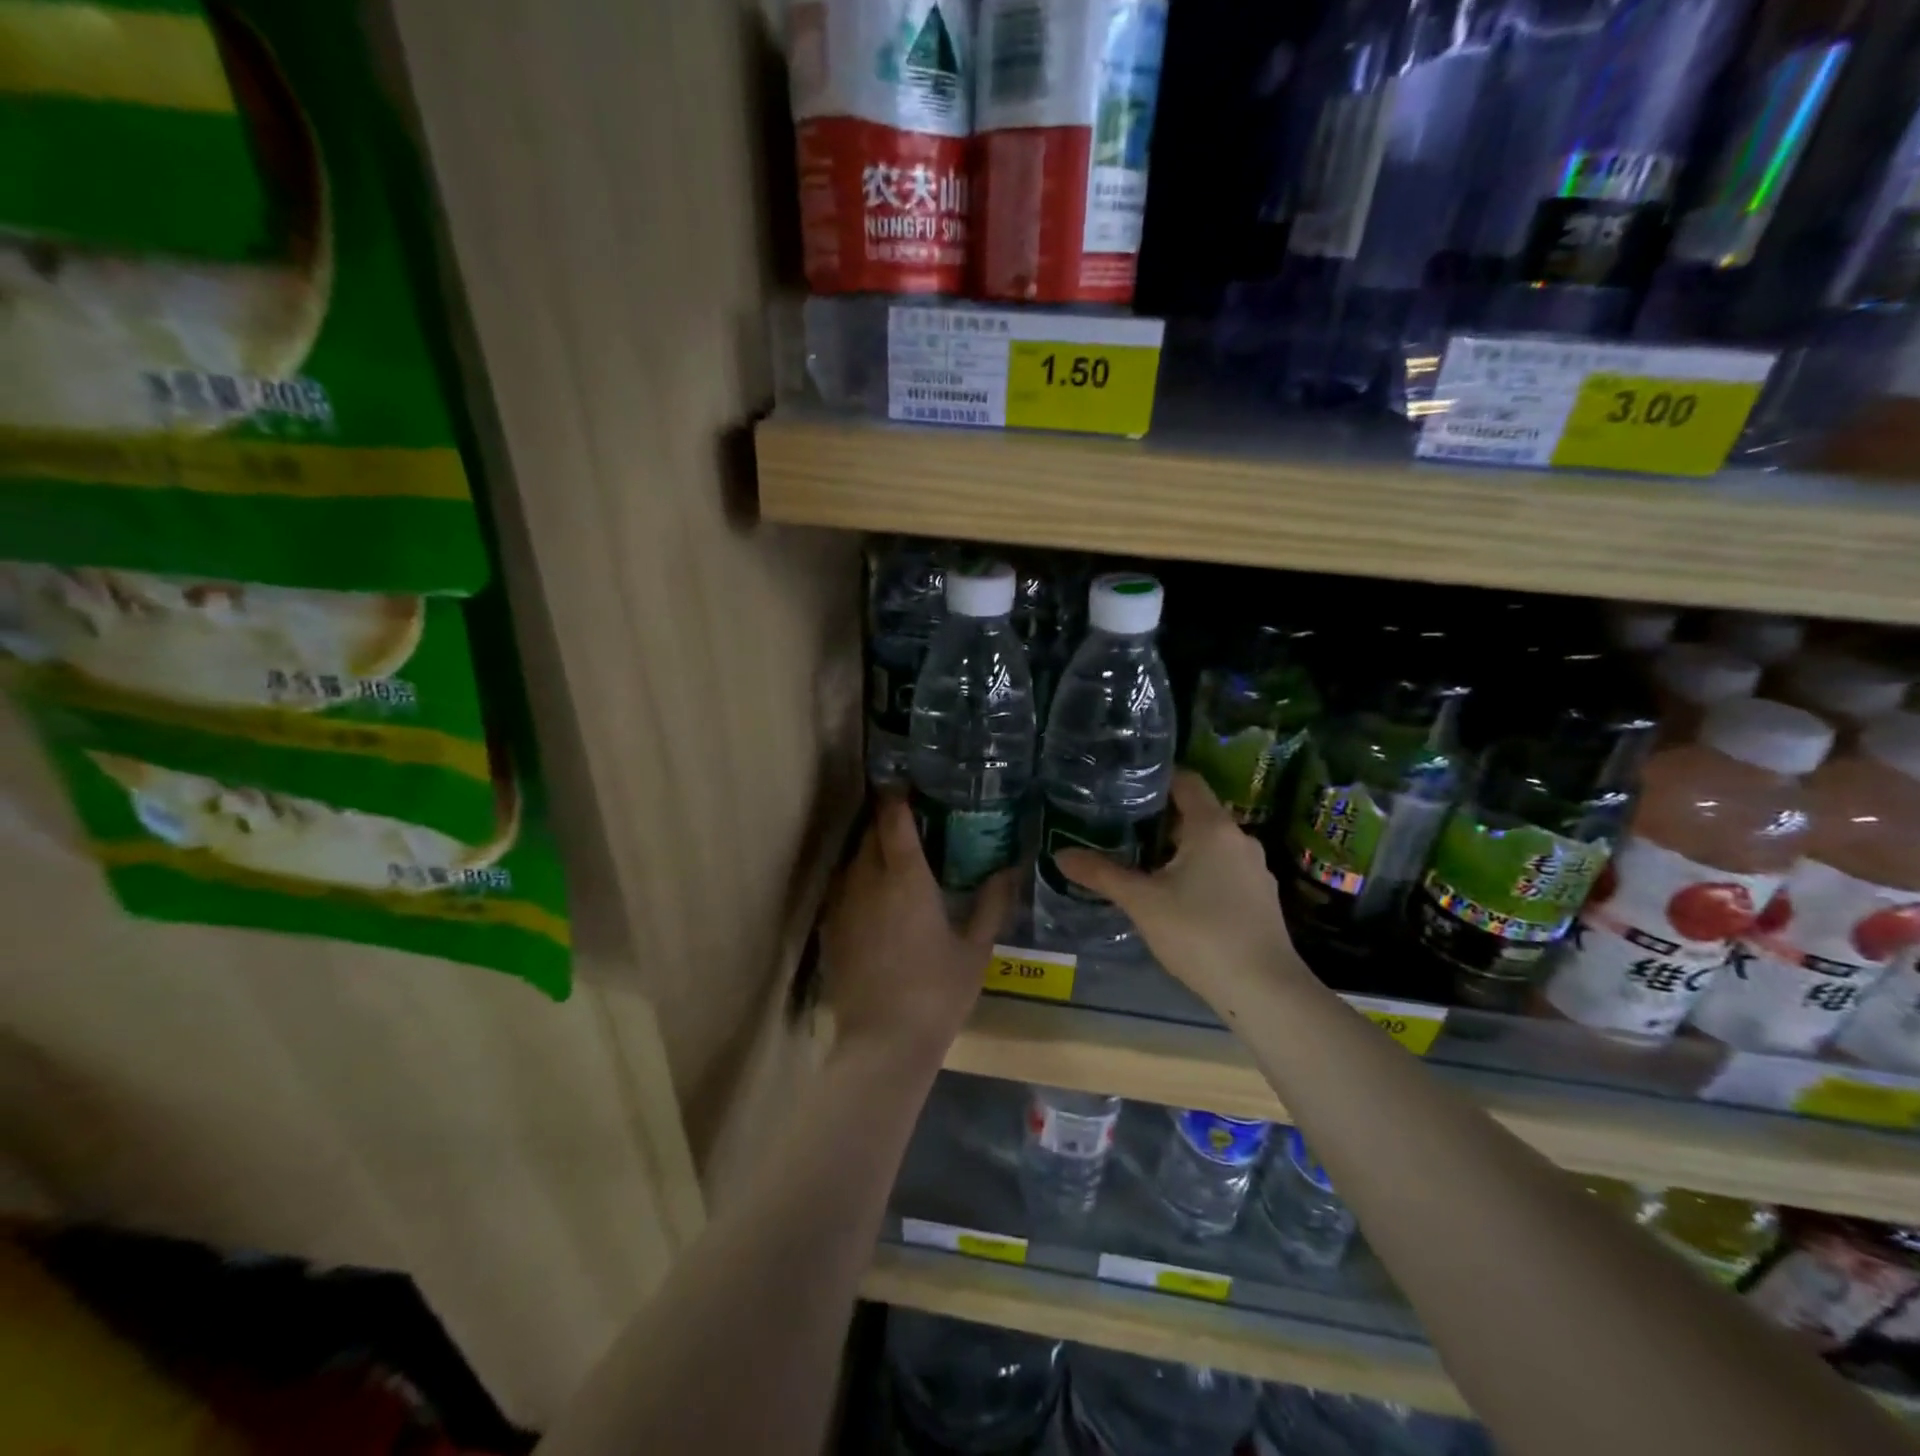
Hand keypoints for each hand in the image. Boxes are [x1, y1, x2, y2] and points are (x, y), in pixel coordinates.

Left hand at [818, 797, 1015, 1064]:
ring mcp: (843, 905)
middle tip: (909, 820)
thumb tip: (1010, 869)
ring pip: (853, 860)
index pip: (894, 820)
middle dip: (885, 820)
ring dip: (871, 849)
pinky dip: (859, 880)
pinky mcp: (830, 929)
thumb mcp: (975, 949)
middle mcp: (868, 881)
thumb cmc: (937, 993)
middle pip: (870, 834)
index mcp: (906, 878)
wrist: (883, 1043)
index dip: (897, 797)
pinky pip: (843, 888)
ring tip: (894, 854)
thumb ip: (992, 903)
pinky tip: (875, 896)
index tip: (906, 784)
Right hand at [1056, 770, 1302, 1013]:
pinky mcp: (1261, 899)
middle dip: (1160, 820)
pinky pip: (1224, 870)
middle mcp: (1239, 839)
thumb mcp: (1142, 902)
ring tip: (1142, 863)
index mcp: (1212, 826)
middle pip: (1196, 813)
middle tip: (1121, 828)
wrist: (1263, 991)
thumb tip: (1060, 855)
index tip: (1124, 786)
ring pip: (1210, 845)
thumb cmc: (1199, 933)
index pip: (1186, 781)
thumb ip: (1102, 874)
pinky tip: (1177, 897)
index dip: (1156, 778)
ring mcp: (1255, 870)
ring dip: (1179, 849)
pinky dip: (1199, 872)